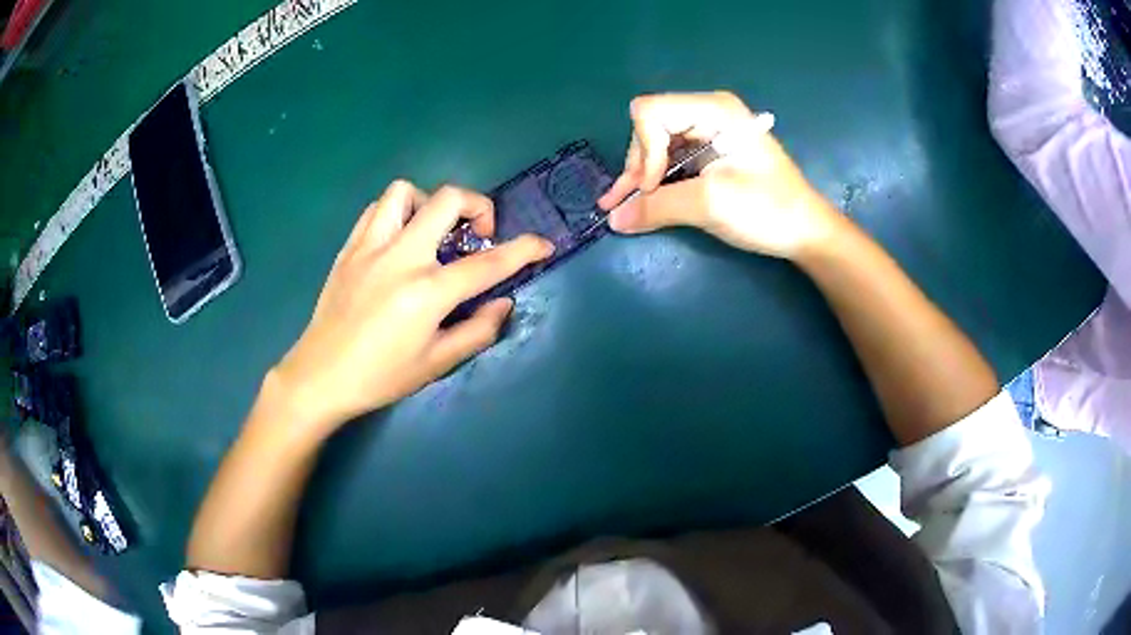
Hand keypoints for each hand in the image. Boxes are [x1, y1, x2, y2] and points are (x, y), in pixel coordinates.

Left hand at [270, 181, 553, 434]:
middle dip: (478, 206)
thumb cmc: (380, 377)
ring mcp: (370, 247)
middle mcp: (401, 257)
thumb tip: (504, 302)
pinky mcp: (349, 248)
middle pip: (448, 199)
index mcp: (427, 292)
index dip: (524, 249)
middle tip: (478, 234)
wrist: (320, 376)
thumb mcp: (437, 364)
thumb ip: (478, 331)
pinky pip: (377, 209)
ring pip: (405, 192)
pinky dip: (397, 213)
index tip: (543, 244)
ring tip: (433, 231)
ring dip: (430, 203)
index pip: (488, 262)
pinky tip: (400, 239)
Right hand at [598, 91, 843, 259]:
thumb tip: (614, 219)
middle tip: (630, 204)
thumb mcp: (710, 204)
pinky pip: (671, 161)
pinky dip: (655, 183)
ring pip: (656, 146)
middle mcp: (707, 113)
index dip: (643, 150)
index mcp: (714, 109)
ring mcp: (709, 133)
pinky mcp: (709, 155)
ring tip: (623, 208)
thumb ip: (658, 207)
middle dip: (639, 166)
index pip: (650, 112)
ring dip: (641, 177)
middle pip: (650, 128)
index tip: (653, 188)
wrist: (805, 232)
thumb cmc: (767, 210)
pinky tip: (636, 201)